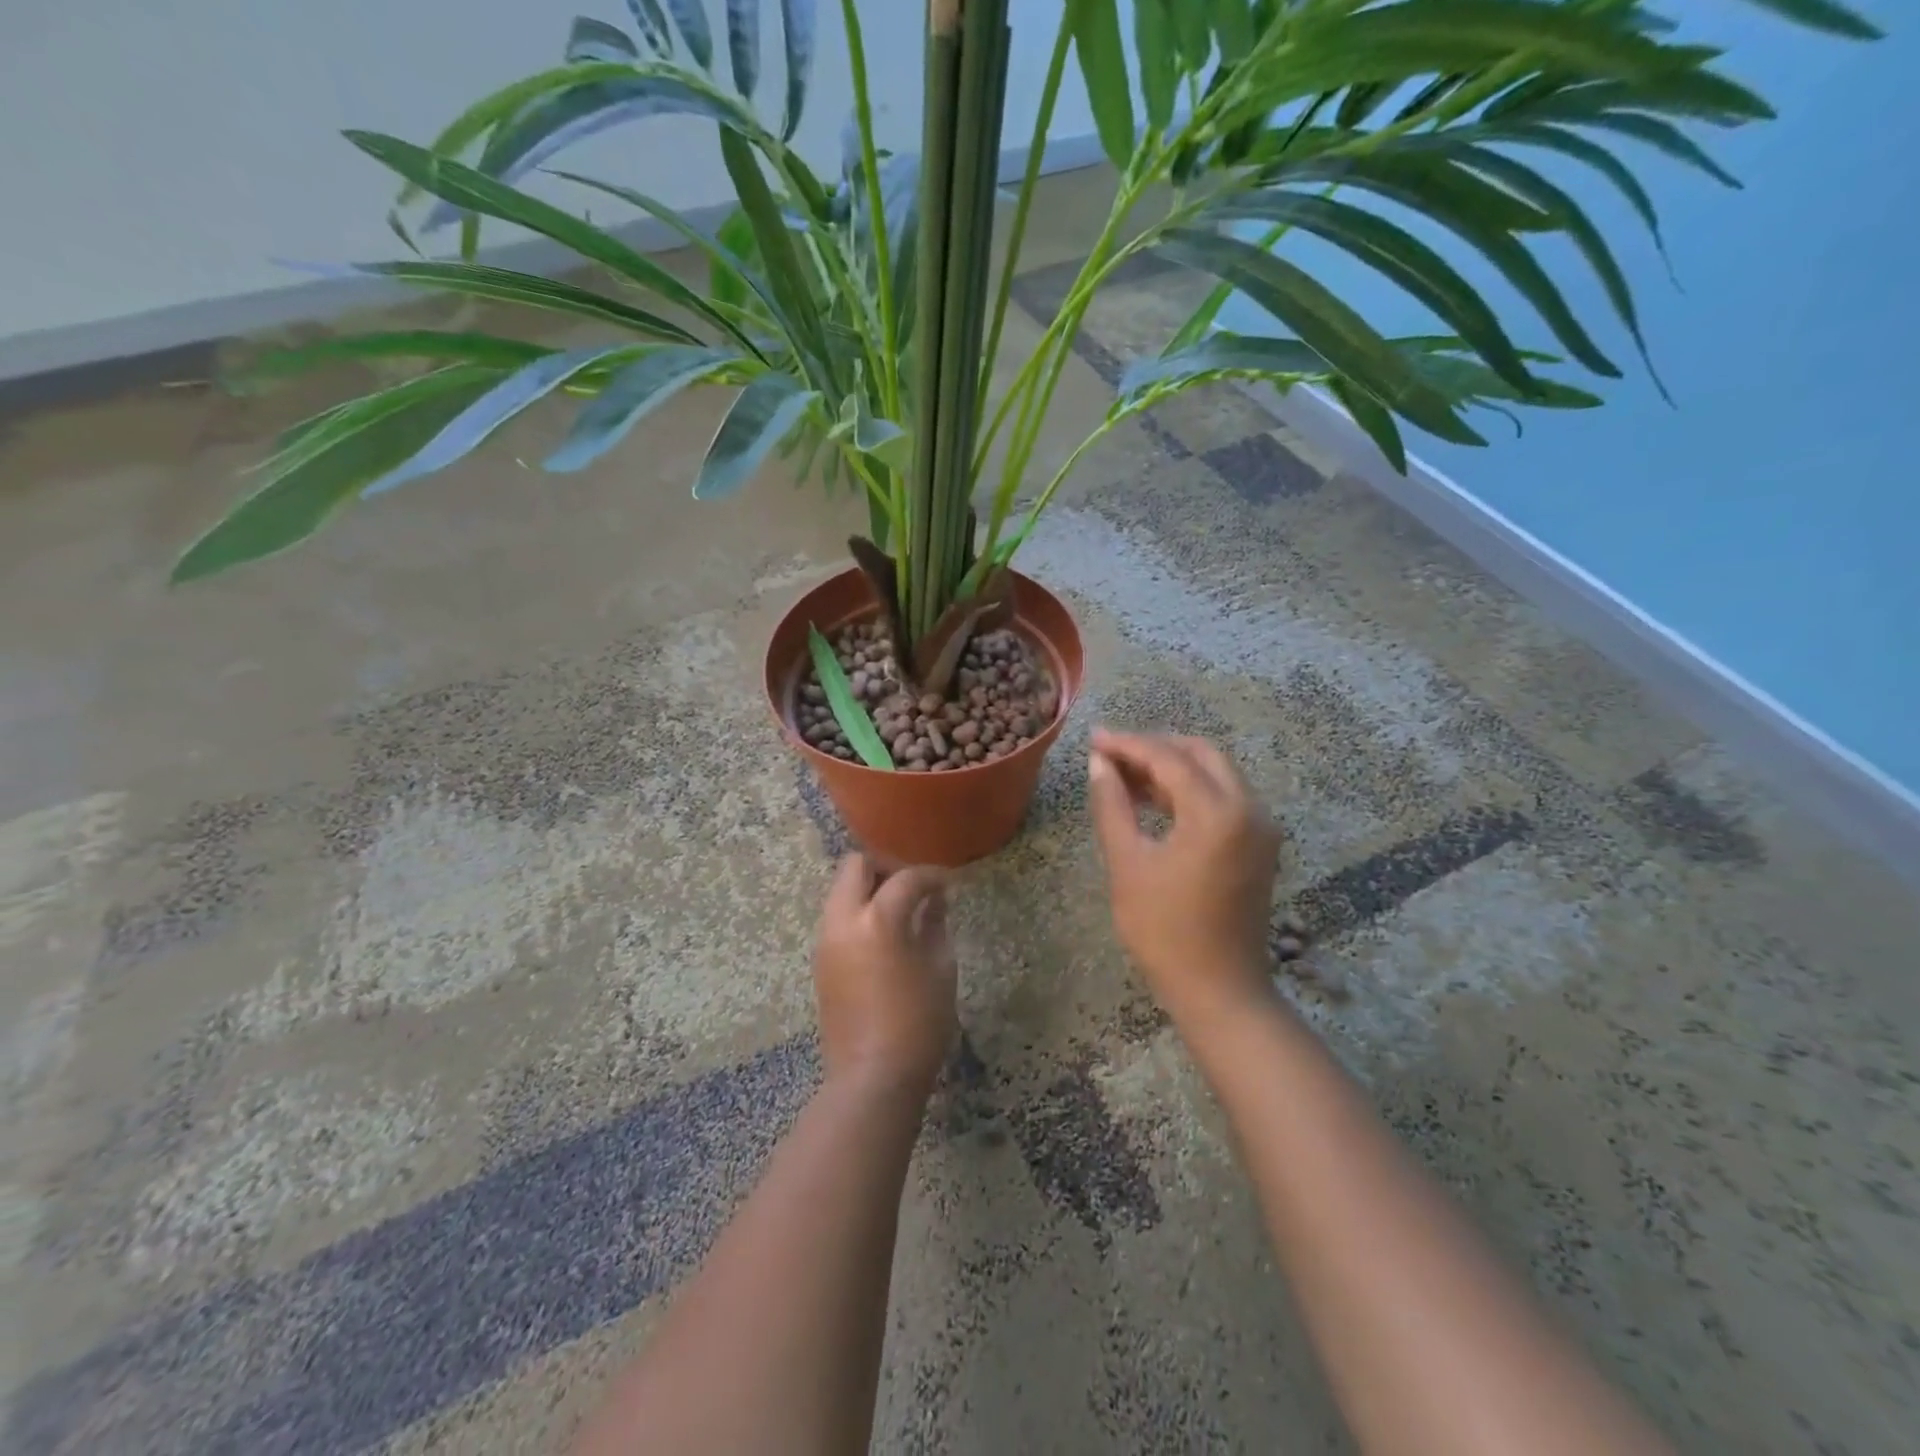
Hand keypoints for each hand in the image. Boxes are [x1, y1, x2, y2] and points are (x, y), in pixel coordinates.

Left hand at [812, 854, 958, 1094]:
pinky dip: (859, 911)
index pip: (905, 879)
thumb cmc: (918, 1024)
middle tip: (914, 886)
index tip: (949, 884)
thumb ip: (936, 924)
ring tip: (901, 910)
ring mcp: (826, 940)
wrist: (872, 1077)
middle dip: (886, 867)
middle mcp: (843, 921)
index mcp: (878, 920)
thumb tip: (936, 900)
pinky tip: (885, 934)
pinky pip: (837, 916)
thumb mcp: (941, 969)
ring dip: (869, 888)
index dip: (931, 876)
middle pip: (855, 866)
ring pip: (841, 890)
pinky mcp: (820, 960)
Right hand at [1086, 729, 1282, 1020]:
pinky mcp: (1259, 845)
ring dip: (1172, 768)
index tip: (1092, 739)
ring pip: (1215, 774)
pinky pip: (1223, 799)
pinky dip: (1189, 791)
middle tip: (1110, 754)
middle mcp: (1249, 808)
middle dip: (1154, 748)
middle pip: (1200, 754)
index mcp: (1218, 812)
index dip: (1127, 744)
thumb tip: (1099, 764)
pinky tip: (1153, 801)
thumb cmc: (1165, 932)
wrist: (1220, 991)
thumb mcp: (1128, 865)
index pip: (1168, 758)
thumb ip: (1112, 806)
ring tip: (1123, 776)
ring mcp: (1260, 827)